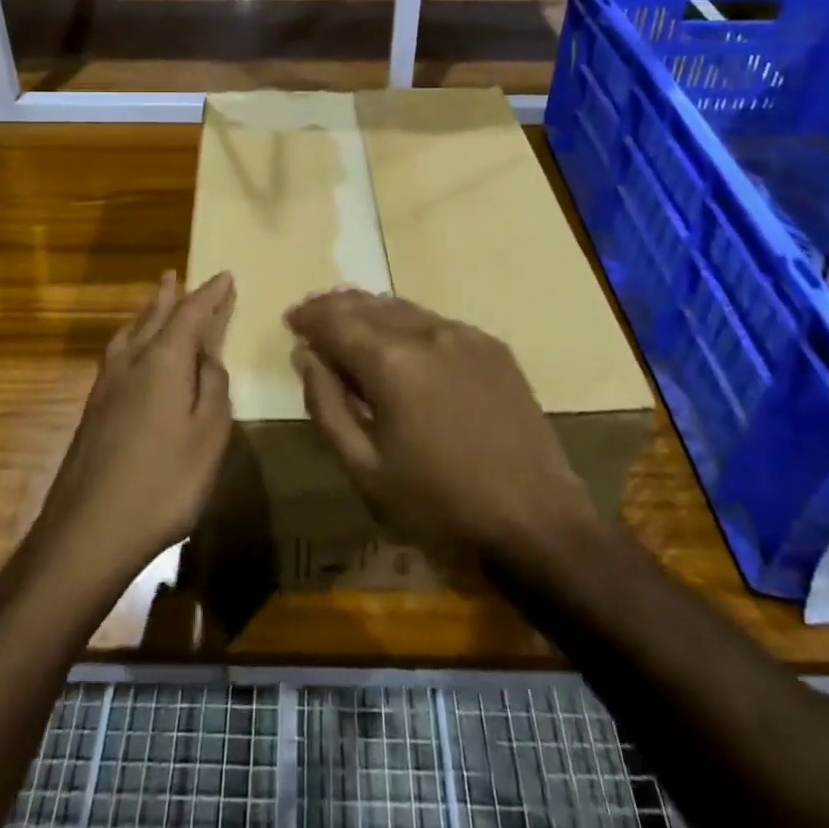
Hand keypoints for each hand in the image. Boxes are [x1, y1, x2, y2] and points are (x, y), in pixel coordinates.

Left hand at [31, 271, 235, 586]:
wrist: (87, 532)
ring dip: (145, 314)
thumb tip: (208, 359)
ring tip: (153, 302)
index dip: (210, 294)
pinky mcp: (92, 410)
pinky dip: (130, 338)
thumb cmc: (162, 483)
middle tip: (175, 275)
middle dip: (169, 296)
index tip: (225, 276)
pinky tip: (129, 352)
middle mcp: (131, 362)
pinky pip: (117, 354)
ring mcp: (106, 386)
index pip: (191, 314)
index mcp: (163, 361)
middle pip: (153, 317)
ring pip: (129, 334)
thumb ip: (213, 389)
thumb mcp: (208, 436)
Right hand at [287, 290, 597, 569]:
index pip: (335, 320)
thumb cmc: (440, 506)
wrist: (537, 523)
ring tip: (349, 319)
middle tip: (313, 315)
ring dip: (370, 311)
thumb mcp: (365, 470)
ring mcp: (465, 335)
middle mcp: (427, 332)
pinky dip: (408, 323)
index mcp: (391, 361)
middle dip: (335, 307)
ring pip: (403, 308)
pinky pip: (436, 323)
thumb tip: (306, 356)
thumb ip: (327, 405)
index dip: (308, 318)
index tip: (291, 321)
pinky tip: (402, 340)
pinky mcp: (493, 348)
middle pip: (368, 305)